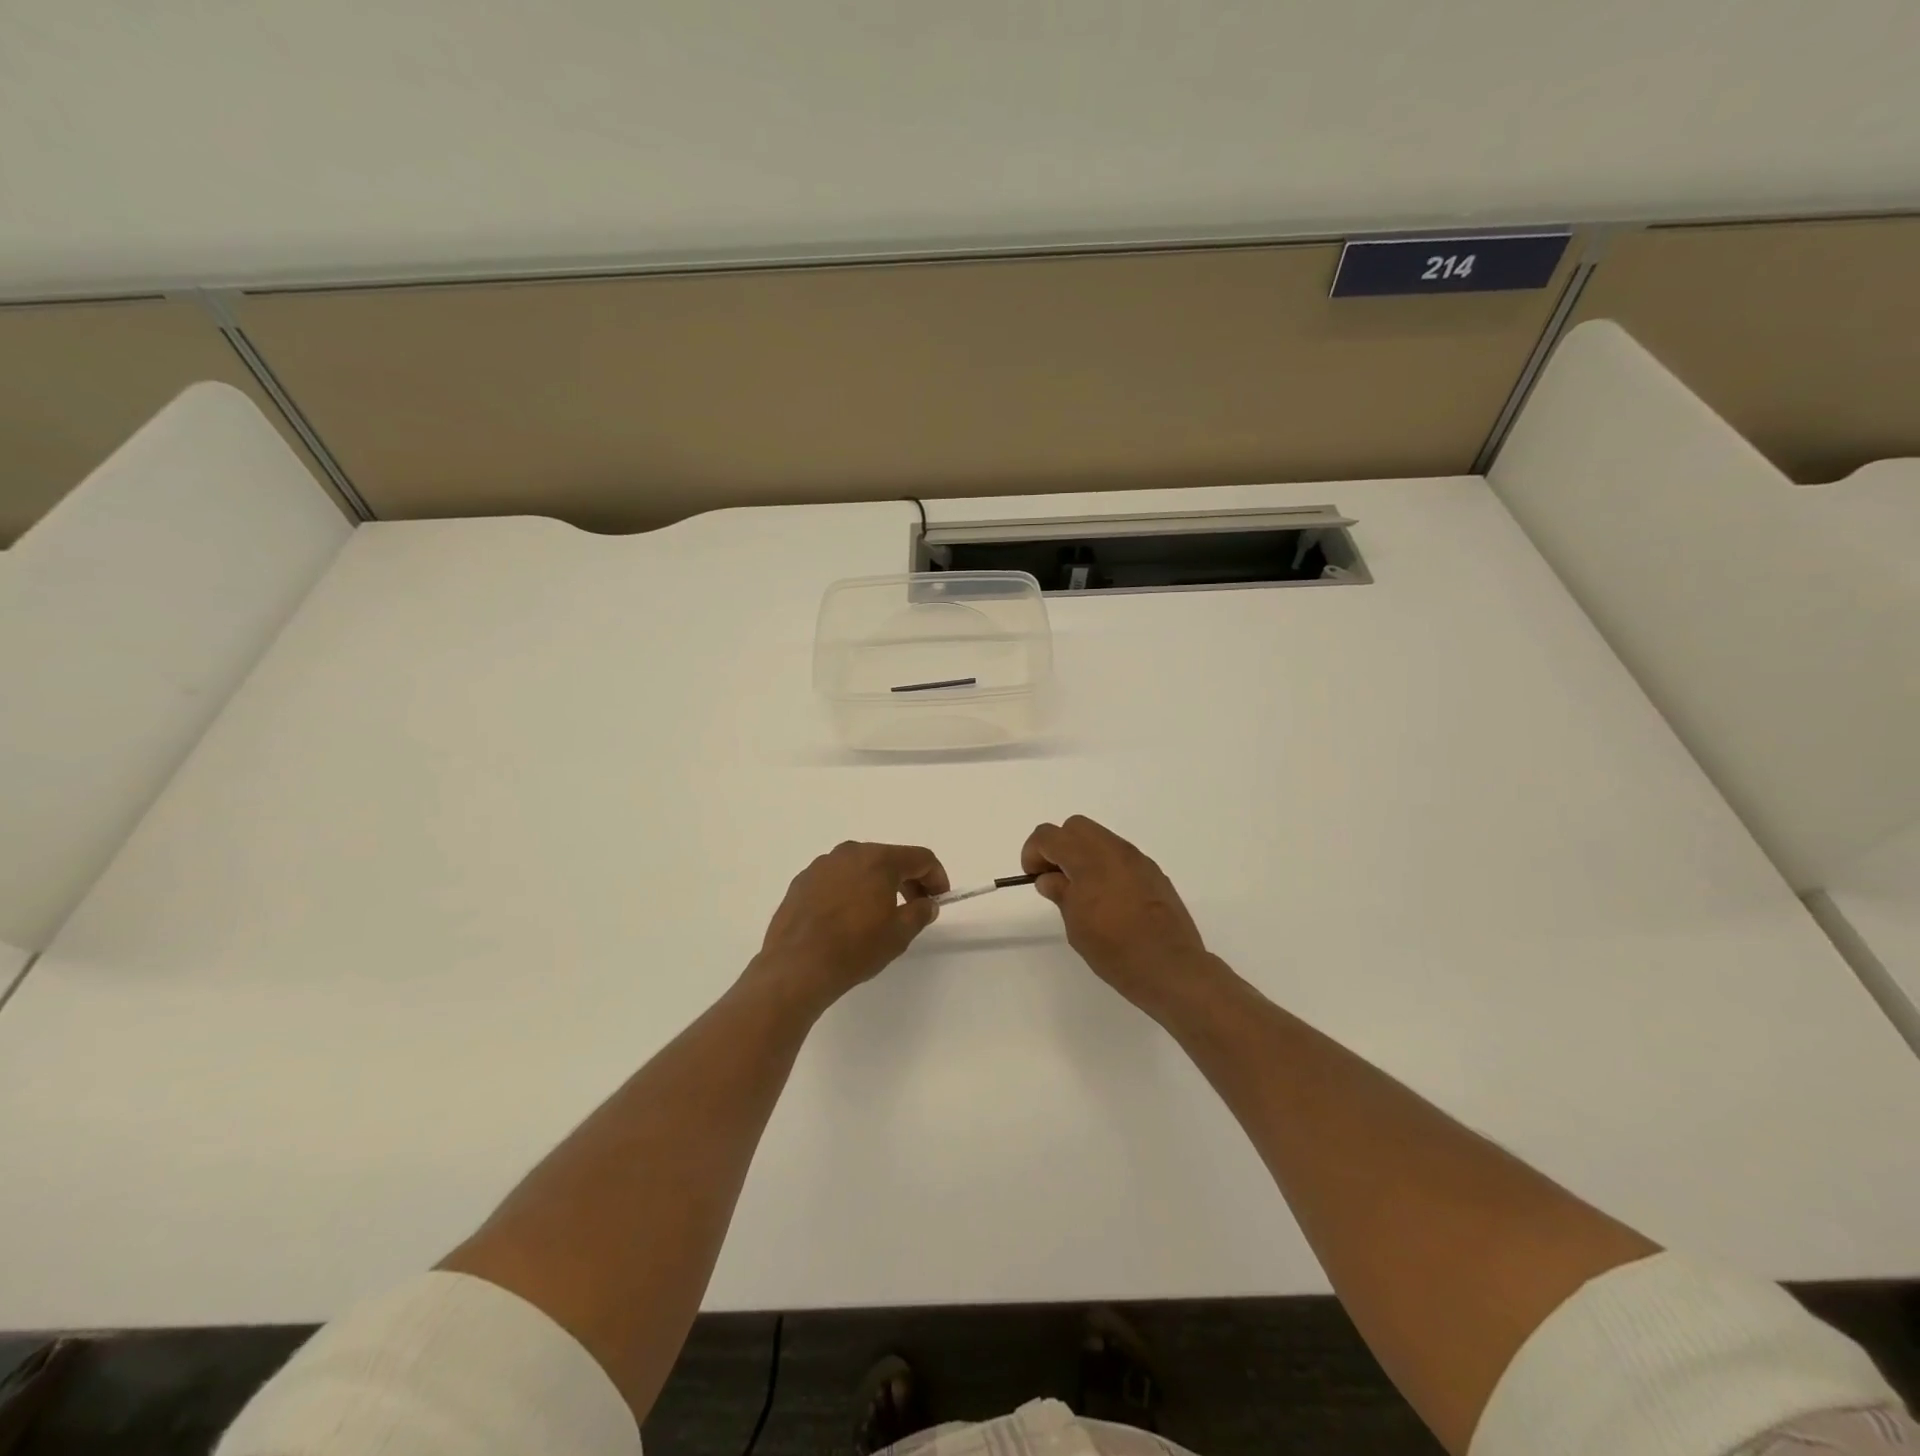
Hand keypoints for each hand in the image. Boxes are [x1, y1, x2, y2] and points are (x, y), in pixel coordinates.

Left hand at [754, 841, 949, 1009]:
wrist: (796, 966)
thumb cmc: (855, 947)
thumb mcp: (899, 934)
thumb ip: (920, 912)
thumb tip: (927, 903)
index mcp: (878, 859)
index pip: (920, 858)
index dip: (936, 877)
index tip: (939, 899)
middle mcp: (850, 853)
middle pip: (889, 858)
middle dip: (907, 879)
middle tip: (914, 906)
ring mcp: (822, 865)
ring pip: (860, 867)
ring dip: (877, 884)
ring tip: (879, 914)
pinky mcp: (802, 881)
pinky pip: (836, 879)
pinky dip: (850, 890)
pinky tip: (847, 918)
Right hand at [1022, 815, 1213, 1014]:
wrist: (1170, 967)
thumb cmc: (1115, 950)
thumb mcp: (1076, 925)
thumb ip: (1061, 893)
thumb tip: (1049, 878)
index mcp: (1089, 860)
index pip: (1049, 836)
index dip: (1033, 852)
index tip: (1032, 876)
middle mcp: (1114, 850)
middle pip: (1076, 827)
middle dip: (1059, 846)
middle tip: (1055, 878)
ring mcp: (1137, 859)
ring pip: (1100, 838)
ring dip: (1083, 854)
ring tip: (1082, 890)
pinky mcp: (1153, 872)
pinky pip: (1120, 855)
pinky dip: (1105, 865)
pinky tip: (1109, 898)